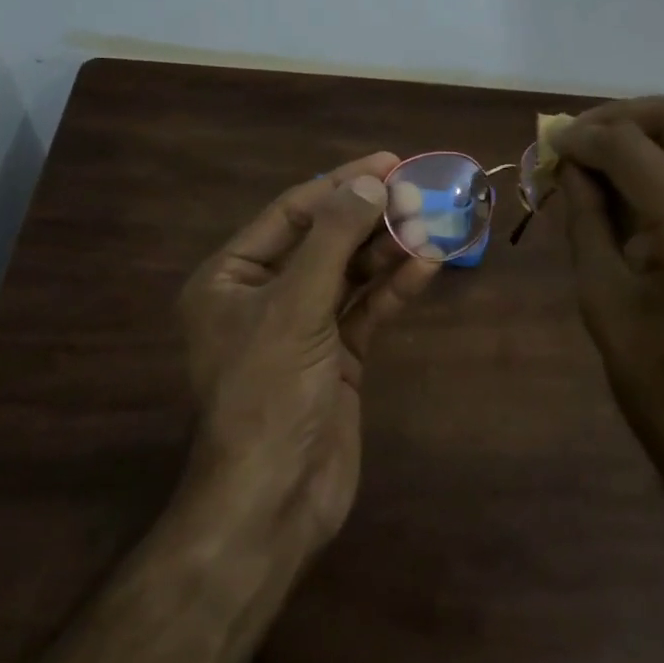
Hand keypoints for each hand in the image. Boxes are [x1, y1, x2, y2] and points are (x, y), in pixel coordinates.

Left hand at [177, 153, 438, 557]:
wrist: (276, 500)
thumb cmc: (269, 394)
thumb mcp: (295, 308)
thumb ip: (332, 240)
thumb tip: (368, 182)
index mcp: (230, 278)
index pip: (291, 213)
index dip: (340, 184)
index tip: (387, 162)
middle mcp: (264, 296)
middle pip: (325, 239)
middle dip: (371, 215)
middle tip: (419, 189)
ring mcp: (303, 327)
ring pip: (351, 273)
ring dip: (389, 248)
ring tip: (433, 220)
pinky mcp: (337, 356)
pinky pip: (367, 309)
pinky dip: (395, 287)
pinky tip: (429, 263)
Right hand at [555, 96, 663, 542]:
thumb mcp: (604, 302)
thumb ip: (586, 220)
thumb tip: (570, 169)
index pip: (629, 146)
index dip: (583, 136)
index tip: (552, 142)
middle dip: (628, 117)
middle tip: (586, 140)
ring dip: (661, 140)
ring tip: (617, 167)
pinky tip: (660, 201)